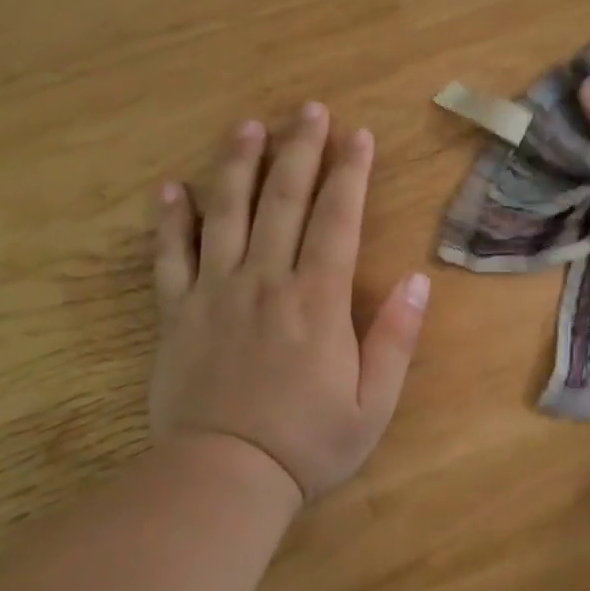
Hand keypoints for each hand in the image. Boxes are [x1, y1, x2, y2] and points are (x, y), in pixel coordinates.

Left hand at [148, 104, 430, 501]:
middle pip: (283, 200)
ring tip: (247, 126)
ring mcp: (215, 292)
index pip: (337, 219)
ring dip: (238, 165)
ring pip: (226, 213)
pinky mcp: (177, 313)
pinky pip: (169, 256)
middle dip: (299, 150)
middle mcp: (265, 281)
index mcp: (317, 300)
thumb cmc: (308, 443)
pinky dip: (170, 219)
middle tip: (308, 110)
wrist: (223, 480)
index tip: (357, 135)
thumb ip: (396, 339)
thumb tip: (419, 281)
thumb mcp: (373, 403)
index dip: (350, 173)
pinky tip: (171, 187)